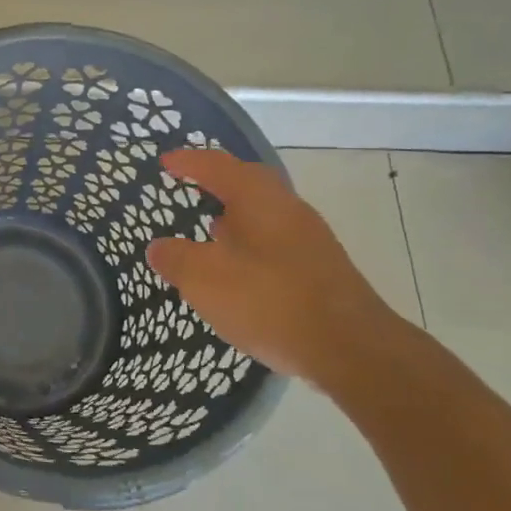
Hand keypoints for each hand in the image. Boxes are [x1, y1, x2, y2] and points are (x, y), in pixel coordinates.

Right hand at [146, 148, 409, 390]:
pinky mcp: (321, 270)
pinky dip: (251, 245)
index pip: (217, 166)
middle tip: (191, 185)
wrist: (352, 348)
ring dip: (236, 216)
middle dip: (218, 182)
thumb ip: (175, 259)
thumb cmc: (269, 300)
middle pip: (249, 183)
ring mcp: (309, 239)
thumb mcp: (204, 279)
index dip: (189, 161)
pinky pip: (276, 242)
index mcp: (257, 198)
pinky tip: (240, 270)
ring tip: (210, 228)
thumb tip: (158, 247)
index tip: (166, 161)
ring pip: (265, 214)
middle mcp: (287, 208)